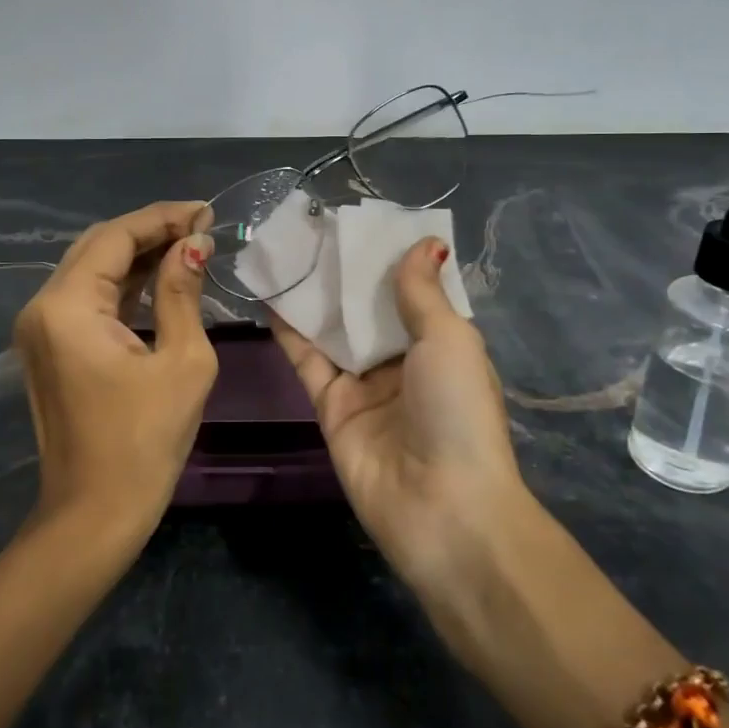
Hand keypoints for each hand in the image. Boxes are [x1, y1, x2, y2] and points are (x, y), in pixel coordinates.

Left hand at [13, 201, 217, 543]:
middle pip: (97, 246)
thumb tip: (194, 245)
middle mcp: (42, 307)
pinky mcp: (49, 346)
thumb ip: (182, 292)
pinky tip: (159, 274)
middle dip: (149, 229)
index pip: (115, 237)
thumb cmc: (145, 442)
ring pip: (91, 269)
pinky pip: (87, 298)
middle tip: (200, 225)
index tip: (205, 211)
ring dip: (137, 254)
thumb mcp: (182, 361)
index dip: (162, 218)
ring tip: (188, 243)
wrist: (94, 515)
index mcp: (67, 306)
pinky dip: (123, 283)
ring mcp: (40, 328)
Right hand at [271, 237, 529, 596]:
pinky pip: (308, 360)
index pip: (412, 291)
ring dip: (314, 294)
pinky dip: (290, 330)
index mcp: (440, 344)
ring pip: (334, 329)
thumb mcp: (450, 339)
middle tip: (313, 228)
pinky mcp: (331, 406)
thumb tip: (425, 241)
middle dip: (345, 272)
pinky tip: (271, 295)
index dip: (389, 258)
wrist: (441, 505)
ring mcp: (364, 384)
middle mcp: (402, 361)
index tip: (361, 222)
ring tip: (286, 250)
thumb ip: (422, 292)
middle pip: (368, 308)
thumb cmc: (457, 410)